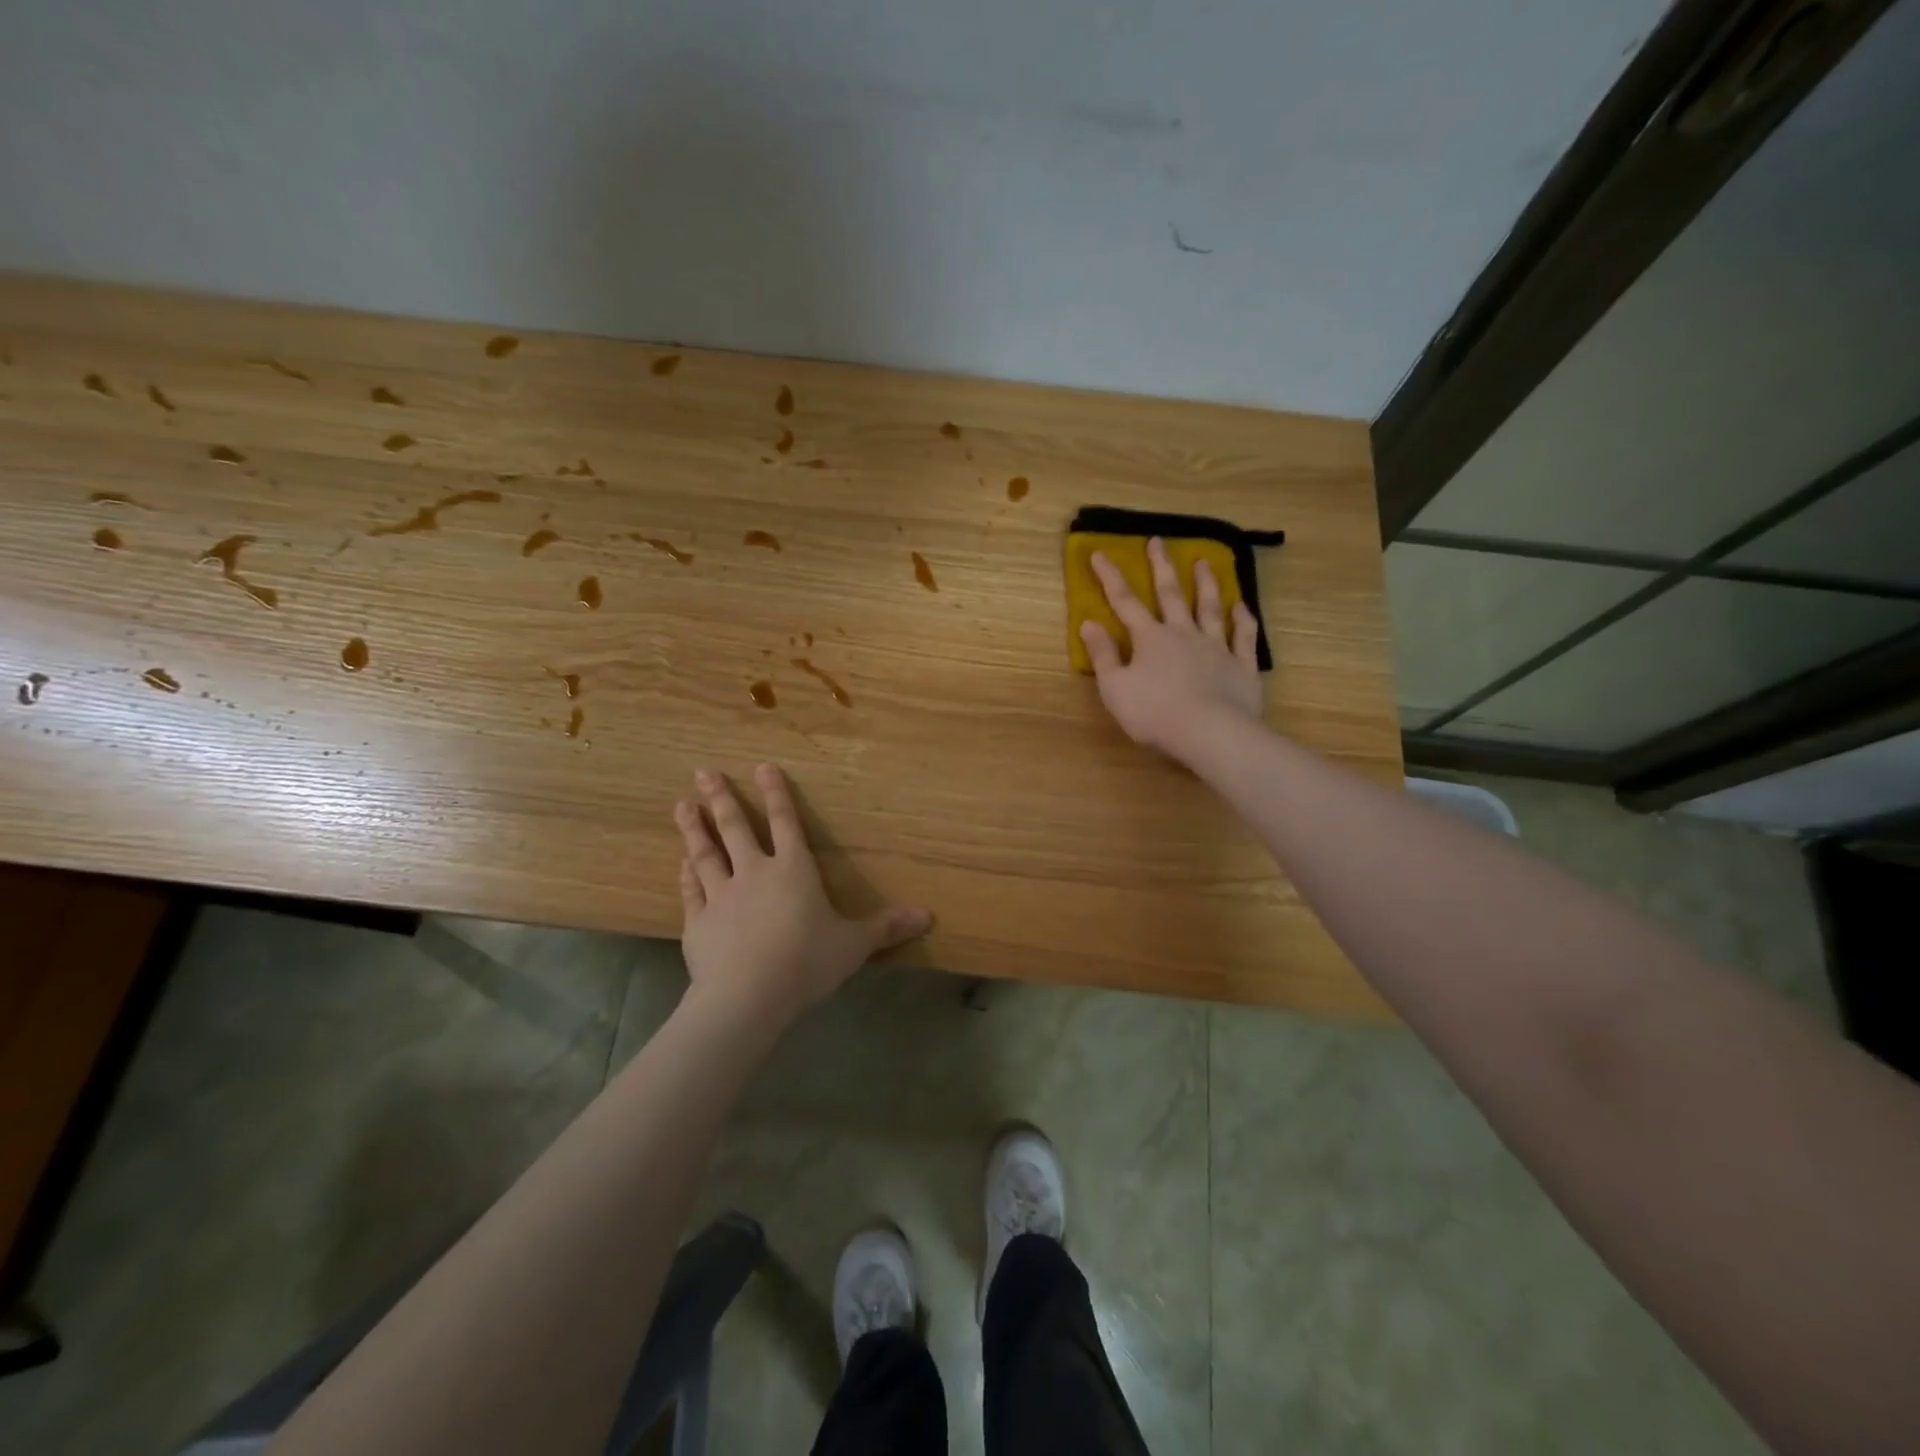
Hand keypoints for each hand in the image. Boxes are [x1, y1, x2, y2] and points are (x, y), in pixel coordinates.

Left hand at [674, 764, 931, 1023]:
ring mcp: (721, 896)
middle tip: (703, 772)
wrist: (748, 996)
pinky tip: (680, 863)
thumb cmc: (806, 962)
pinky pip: (691, 891)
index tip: (763, 766)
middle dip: (721, 798)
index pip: (786, 823)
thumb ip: (886, 927)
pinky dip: (686, 875)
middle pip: (735, 828)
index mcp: (794, 870)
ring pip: (705, 853)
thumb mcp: (854, 945)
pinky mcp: (698, 922)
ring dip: (694, 828)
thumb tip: (928, 916)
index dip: (776, 794)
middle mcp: (755, 873)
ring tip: (681, 804)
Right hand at [1079, 538, 1264, 763]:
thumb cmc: (1154, 712)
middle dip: (1161, 567)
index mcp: (1150, 639)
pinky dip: (1244, 619)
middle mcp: (1184, 634)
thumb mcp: (1115, 688)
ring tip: (1205, 562)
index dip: (1110, 577)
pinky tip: (1242, 606)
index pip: (1125, 602)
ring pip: (1211, 608)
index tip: (1100, 553)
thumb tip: (1088, 623)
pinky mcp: (1242, 666)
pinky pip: (1244, 636)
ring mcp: (1216, 647)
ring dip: (1207, 584)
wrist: (1209, 733)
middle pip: (1171, 594)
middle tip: (1158, 541)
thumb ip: (1102, 655)